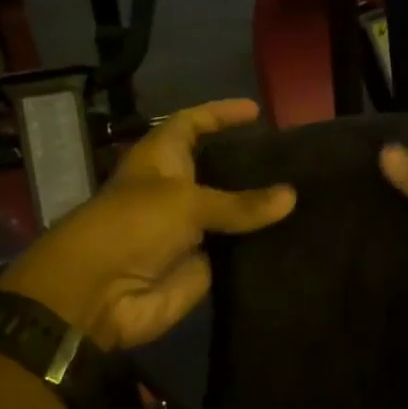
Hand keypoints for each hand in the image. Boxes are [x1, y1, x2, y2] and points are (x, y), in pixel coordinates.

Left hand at [0, 99, 294, 350]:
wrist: (99, 296)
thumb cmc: (132, 227)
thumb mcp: (185, 203)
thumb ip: (239, 202)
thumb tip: (291, 196)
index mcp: (160, 160)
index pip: (192, 125)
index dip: (219, 115)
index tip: (256, 111)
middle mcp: (177, 192)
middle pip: (218, 171)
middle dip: (251, 164)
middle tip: (295, 159)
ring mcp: (191, 231)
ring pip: (232, 215)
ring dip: (262, 209)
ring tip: (308, 193)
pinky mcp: (202, 268)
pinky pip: (237, 253)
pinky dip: (262, 247)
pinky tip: (299, 235)